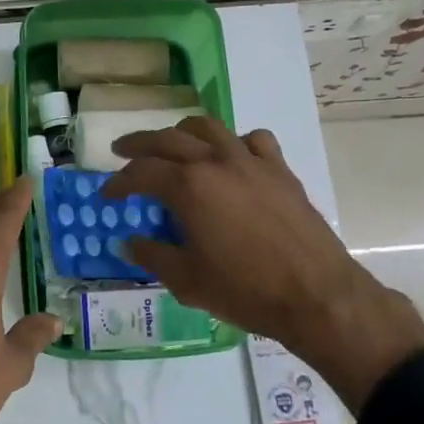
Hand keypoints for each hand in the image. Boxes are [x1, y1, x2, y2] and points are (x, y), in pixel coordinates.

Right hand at [103, 116, 423, 411]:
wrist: (316, 295)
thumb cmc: (245, 291)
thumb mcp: (187, 280)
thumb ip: (152, 255)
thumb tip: (129, 242)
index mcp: (189, 187)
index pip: (141, 173)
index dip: (119, 183)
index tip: (107, 193)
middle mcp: (217, 162)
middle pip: (168, 138)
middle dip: (140, 144)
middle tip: (122, 151)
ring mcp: (251, 162)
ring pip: (209, 128)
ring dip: (182, 132)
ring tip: (172, 143)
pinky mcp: (280, 170)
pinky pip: (253, 140)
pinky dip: (234, 142)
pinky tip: (231, 157)